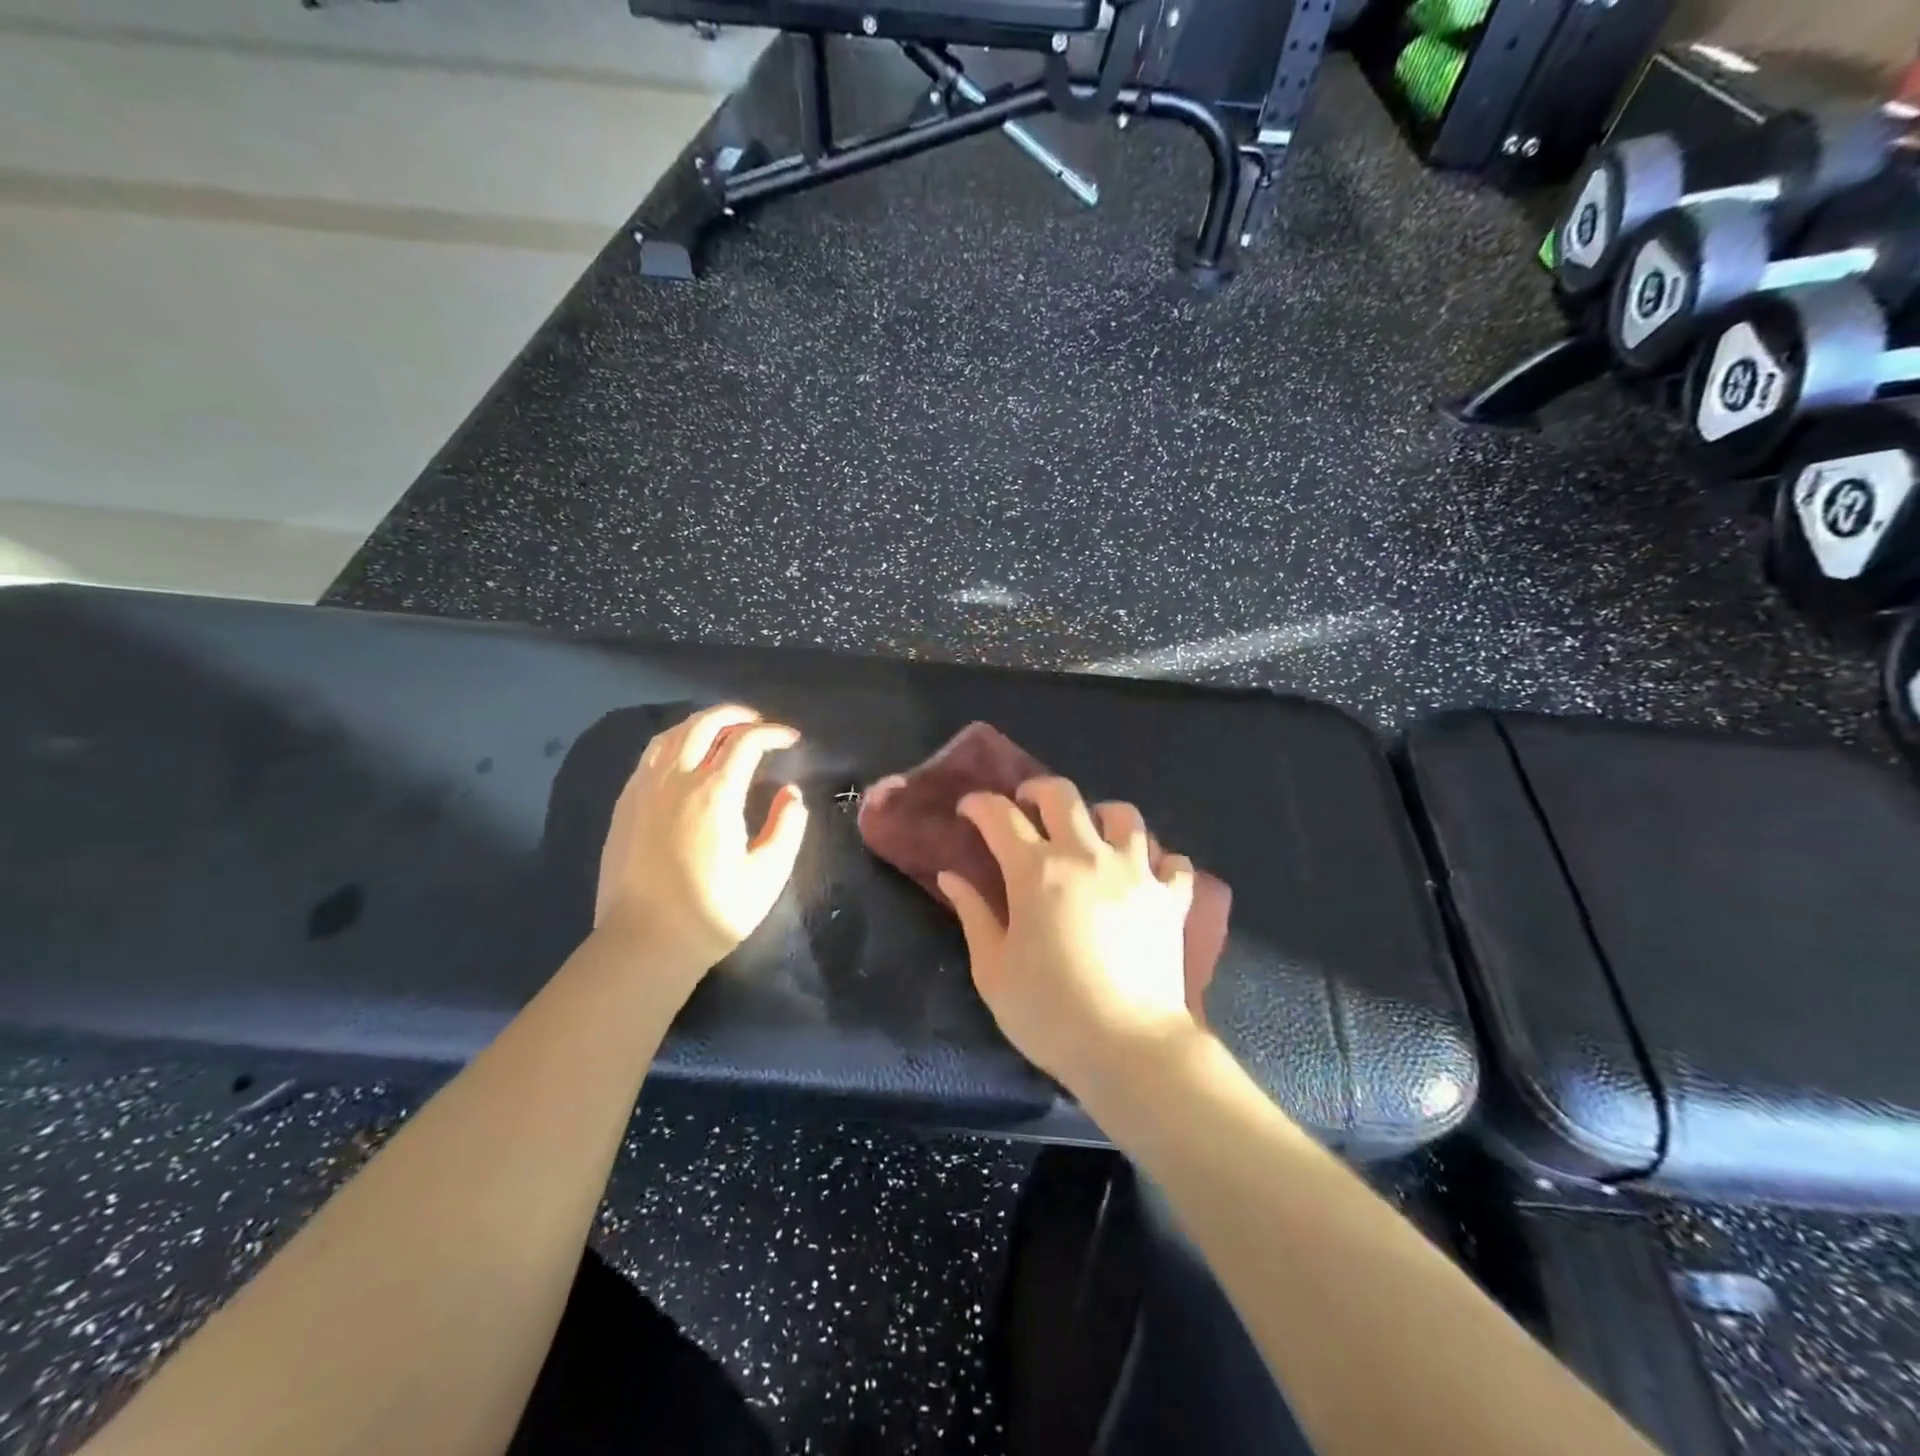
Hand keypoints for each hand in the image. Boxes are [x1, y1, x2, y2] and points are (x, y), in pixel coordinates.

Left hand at [594, 704, 808, 991]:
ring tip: (721, 731)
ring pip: (671, 734)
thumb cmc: (713, 912)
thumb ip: (786, 827)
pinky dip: (674, 742)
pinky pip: (649, 756)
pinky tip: (684, 756)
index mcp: (714, 794)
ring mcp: (644, 790)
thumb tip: (790, 794)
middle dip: (735, 715)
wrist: (644, 943)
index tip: (791, 739)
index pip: (746, 742)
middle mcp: (676, 781)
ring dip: (701, 723)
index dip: (773, 733)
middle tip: (758, 722)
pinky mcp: (625, 805)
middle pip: (704, 725)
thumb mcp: (768, 875)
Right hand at [938, 777, 1198, 1096]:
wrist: (1130, 1048)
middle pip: (1063, 795)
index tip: (968, 811)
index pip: (1001, 816)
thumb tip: (950, 876)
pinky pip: (1172, 860)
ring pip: (1123, 815)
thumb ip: (973, 915)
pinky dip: (1157, 859)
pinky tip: (1144, 874)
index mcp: (1036, 871)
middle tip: (1026, 807)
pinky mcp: (1171, 897)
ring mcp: (1136, 872)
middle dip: (1037, 790)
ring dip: (1100, 816)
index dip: (979, 805)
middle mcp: (1087, 856)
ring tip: (1090, 836)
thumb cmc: (1049, 1013)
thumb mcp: (993, 970)